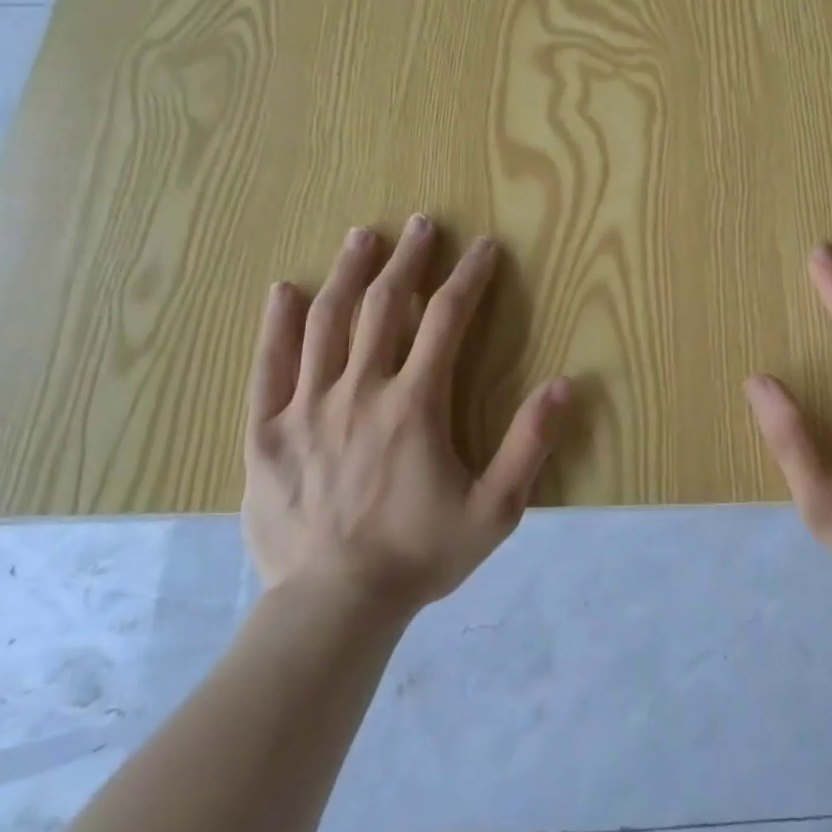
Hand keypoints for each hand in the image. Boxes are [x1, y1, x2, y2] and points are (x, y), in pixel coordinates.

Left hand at [242, 214, 570, 614]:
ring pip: (327, 323)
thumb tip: (564, 384)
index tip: (484, 247)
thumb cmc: (420, 555)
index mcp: (414, 404)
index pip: (447, 320)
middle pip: (384, 305)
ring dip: (348, 273)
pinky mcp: (266, 433)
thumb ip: (530, 444)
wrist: (333, 607)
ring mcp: (307, 408)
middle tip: (422, 224)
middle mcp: (360, 390)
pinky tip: (283, 291)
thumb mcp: (496, 510)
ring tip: (361, 236)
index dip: (469, 278)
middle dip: (408, 260)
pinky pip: (268, 367)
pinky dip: (276, 325)